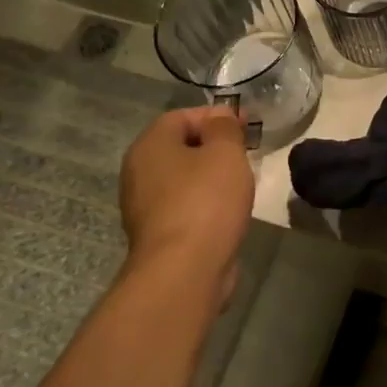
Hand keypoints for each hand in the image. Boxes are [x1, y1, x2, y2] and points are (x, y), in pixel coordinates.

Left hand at [119, 106, 253, 298]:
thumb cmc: (206, 200)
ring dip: (211, 176)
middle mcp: (138, 172)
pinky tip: (228, 211)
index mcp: (149, 146)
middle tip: (246, 153)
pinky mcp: (157, 234)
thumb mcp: (225, 152)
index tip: (248, 125)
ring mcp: (144, 206)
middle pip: (180, 147)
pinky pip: (184, 205)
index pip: (182, 116)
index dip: (216, 116)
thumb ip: (224, 127)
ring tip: (241, 182)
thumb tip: (219, 116)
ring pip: (183, 178)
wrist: (185, 271)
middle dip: (214, 147)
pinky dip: (205, 203)